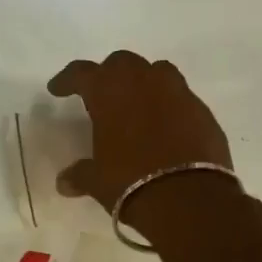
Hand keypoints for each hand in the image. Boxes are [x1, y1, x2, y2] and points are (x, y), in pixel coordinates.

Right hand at [47, 51, 234, 235]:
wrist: (189, 198)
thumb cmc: (131, 182)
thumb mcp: (98, 181)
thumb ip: (80, 175)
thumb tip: (64, 182)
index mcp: (110, 92)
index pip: (81, 73)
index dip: (67, 79)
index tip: (58, 89)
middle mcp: (144, 82)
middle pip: (122, 63)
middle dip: (108, 75)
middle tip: (101, 95)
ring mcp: (178, 93)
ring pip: (157, 72)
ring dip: (143, 82)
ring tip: (137, 103)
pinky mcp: (203, 111)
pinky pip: (180, 97)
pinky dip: (169, 105)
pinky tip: (164, 126)